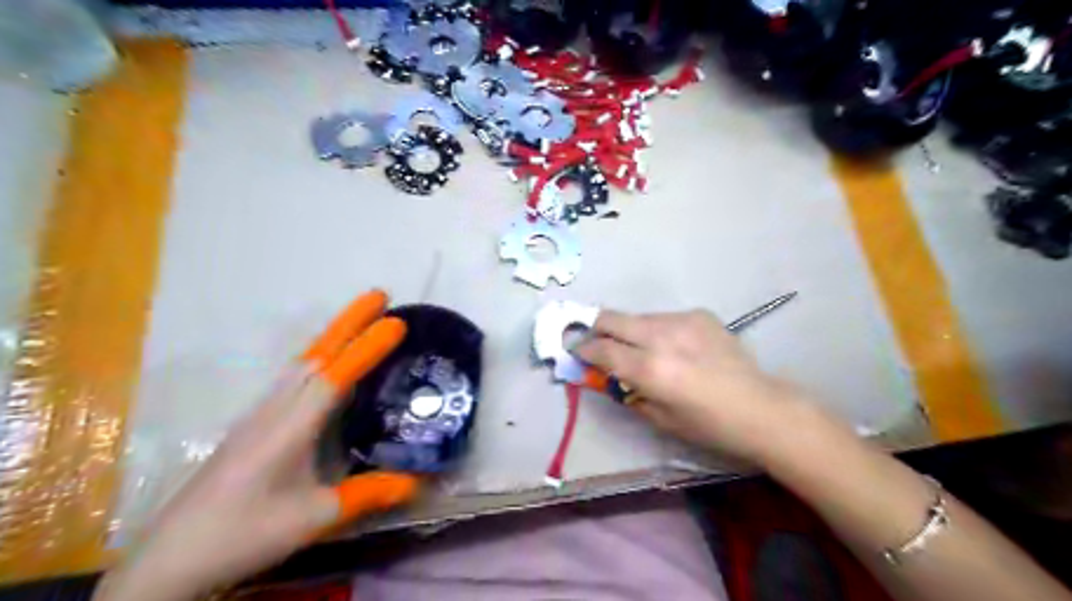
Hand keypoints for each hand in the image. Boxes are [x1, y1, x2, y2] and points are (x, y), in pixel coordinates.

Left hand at [97, 292, 418, 600]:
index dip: (367, 348)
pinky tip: (331, 366)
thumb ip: (368, 495)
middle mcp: (275, 410)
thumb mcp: (313, 518)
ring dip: (335, 336)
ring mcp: (261, 415)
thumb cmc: (244, 532)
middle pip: (316, 355)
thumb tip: (419, 481)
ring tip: (363, 320)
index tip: (396, 322)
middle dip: (349, 322)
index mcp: (289, 428)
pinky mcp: (256, 425)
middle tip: (380, 295)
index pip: (335, 377)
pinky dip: (321, 358)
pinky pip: (295, 379)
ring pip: (303, 363)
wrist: (171, 559)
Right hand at [579, 308, 803, 462]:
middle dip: (596, 329)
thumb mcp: (659, 417)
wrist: (760, 408)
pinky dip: (656, 330)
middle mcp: (662, 336)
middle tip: (597, 343)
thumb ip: (626, 391)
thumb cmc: (707, 425)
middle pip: (611, 318)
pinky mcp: (699, 314)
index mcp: (650, 369)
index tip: (575, 352)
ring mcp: (682, 320)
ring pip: (637, 316)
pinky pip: (663, 317)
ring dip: (629, 331)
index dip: (583, 349)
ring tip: (641, 349)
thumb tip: (603, 374)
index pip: (601, 349)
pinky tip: (673, 347)